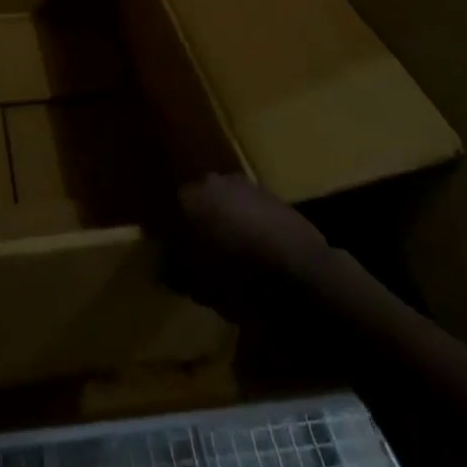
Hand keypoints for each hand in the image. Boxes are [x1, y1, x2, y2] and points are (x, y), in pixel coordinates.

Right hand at [168, 175, 333, 327]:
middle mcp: (214, 181)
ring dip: (224, 226)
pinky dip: (249, 229)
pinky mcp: (275, 198)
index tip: (172, 261)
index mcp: (189, 196)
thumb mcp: (198, 286)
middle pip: (197, 204)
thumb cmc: (239, 280)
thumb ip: (175, 270)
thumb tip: (165, 266)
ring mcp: (248, 186)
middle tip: (199, 259)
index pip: (167, 214)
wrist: (302, 275)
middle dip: (197, 227)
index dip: (168, 239)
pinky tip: (255, 256)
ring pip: (225, 206)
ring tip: (230, 259)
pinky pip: (251, 214)